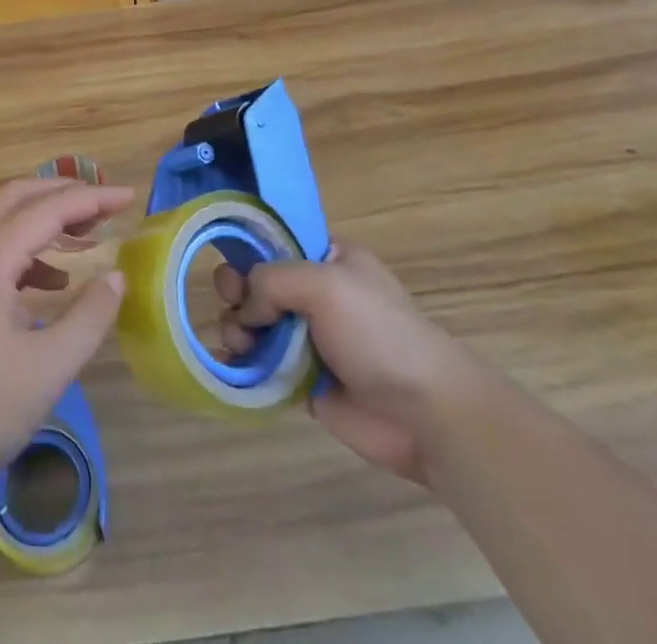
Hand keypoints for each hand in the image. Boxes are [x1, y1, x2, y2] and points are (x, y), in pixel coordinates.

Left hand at [0, 178, 131, 493]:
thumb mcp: (47, 368)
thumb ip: (89, 318)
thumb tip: (116, 276)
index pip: (48, 208)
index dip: (92, 199)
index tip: (131, 197)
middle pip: (18, 200)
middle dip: (63, 195)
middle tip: (105, 207)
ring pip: (4, 228)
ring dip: (44, 224)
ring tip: (85, 239)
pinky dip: (28, 256)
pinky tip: (50, 286)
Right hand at [215, 245, 473, 485]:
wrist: (426, 415)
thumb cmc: (379, 334)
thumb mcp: (325, 284)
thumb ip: (272, 280)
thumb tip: (246, 309)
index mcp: (327, 258)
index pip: (275, 241)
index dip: (247, 249)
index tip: (233, 268)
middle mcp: (314, 293)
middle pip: (256, 281)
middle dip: (237, 291)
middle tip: (236, 306)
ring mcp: (307, 337)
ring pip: (252, 322)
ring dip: (236, 328)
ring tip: (241, 344)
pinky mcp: (302, 380)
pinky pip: (259, 363)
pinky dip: (241, 362)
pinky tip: (231, 365)